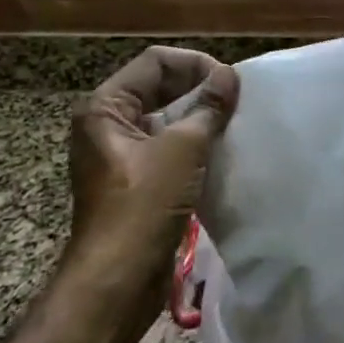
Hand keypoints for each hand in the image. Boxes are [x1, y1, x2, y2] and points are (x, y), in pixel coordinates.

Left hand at [68, 46, 238, 290]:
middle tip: (237, 100)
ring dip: (200, 116)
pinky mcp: (136, 179)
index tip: (231, 83)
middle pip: (160, 86)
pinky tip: (222, 149)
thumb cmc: (143, 206)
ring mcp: (121, 152)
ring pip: (166, 117)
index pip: (155, 62)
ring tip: (235, 122)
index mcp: (106, 107)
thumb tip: (229, 75)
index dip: (195, 65)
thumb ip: (208, 107)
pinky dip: (195, 142)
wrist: (118, 280)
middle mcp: (108, 123)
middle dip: (199, 89)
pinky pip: (168, 145)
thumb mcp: (182, 149)